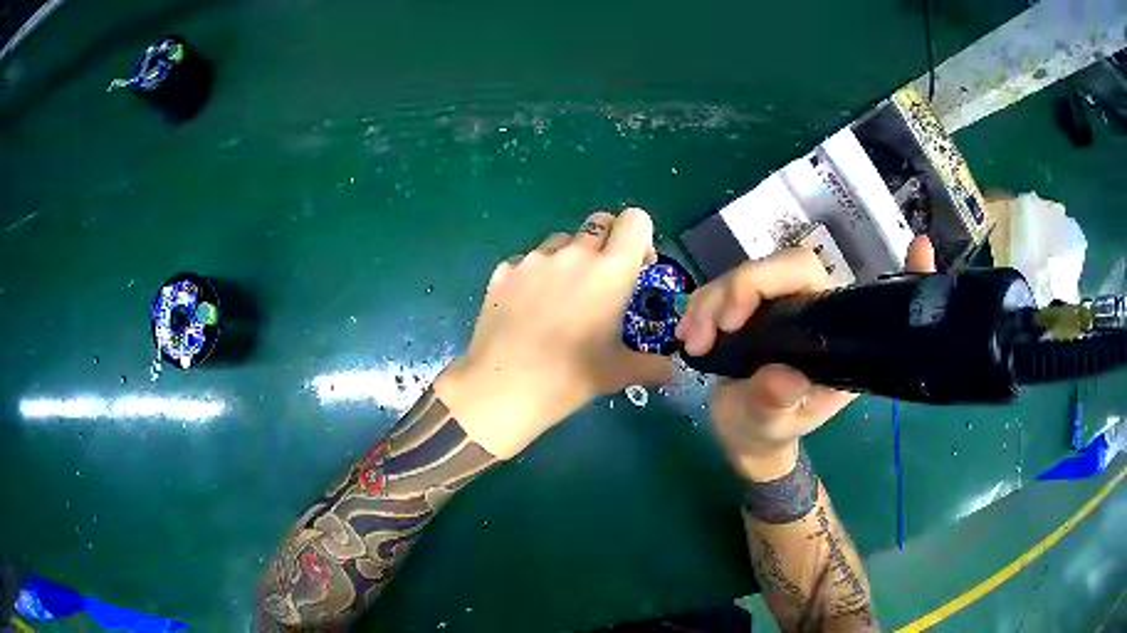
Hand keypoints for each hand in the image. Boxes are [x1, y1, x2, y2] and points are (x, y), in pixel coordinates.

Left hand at [435, 208, 672, 458]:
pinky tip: (528, 308)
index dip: (641, 237)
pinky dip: (535, 275)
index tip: (638, 267)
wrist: (502, 387)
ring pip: (561, 241)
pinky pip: (527, 261)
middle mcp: (573, 254)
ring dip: (570, 258)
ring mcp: (534, 259)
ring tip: (562, 297)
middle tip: (603, 282)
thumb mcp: (619, 373)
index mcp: (610, 271)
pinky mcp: (503, 271)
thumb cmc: (569, 377)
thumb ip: (652, 366)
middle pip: (598, 222)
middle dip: (607, 243)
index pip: (635, 220)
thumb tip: (671, 371)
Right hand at [677, 236, 936, 479]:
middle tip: (713, 331)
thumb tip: (782, 376)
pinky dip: (700, 307)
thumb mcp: (772, 426)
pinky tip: (689, 337)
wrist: (745, 437)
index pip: (850, 291)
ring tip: (693, 343)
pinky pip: (721, 289)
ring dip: (711, 301)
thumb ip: (777, 403)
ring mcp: (778, 306)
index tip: (922, 247)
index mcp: (834, 338)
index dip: (894, 269)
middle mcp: (813, 312)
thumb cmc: (767, 433)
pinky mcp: (749, 307)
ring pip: (744, 273)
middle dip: (742, 290)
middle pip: (783, 267)